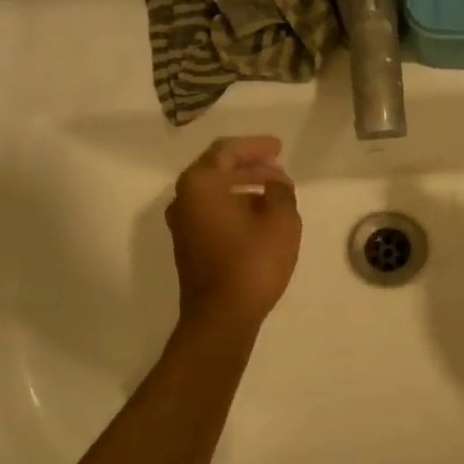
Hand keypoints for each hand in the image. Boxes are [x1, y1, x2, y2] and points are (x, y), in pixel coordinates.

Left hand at [166, 136, 301, 328]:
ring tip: (274, 193)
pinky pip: (212, 214)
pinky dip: (234, 207)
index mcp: (200, 184)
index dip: (255, 147)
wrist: (222, 316)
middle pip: (217, 170)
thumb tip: (275, 184)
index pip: (227, 151)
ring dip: (243, 188)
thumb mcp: (281, 221)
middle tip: (278, 169)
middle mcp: (183, 199)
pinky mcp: (188, 247)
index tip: (279, 148)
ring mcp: (182, 225)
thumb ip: (281, 192)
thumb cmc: (252, 262)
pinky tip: (258, 217)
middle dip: (250, 167)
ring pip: (214, 193)